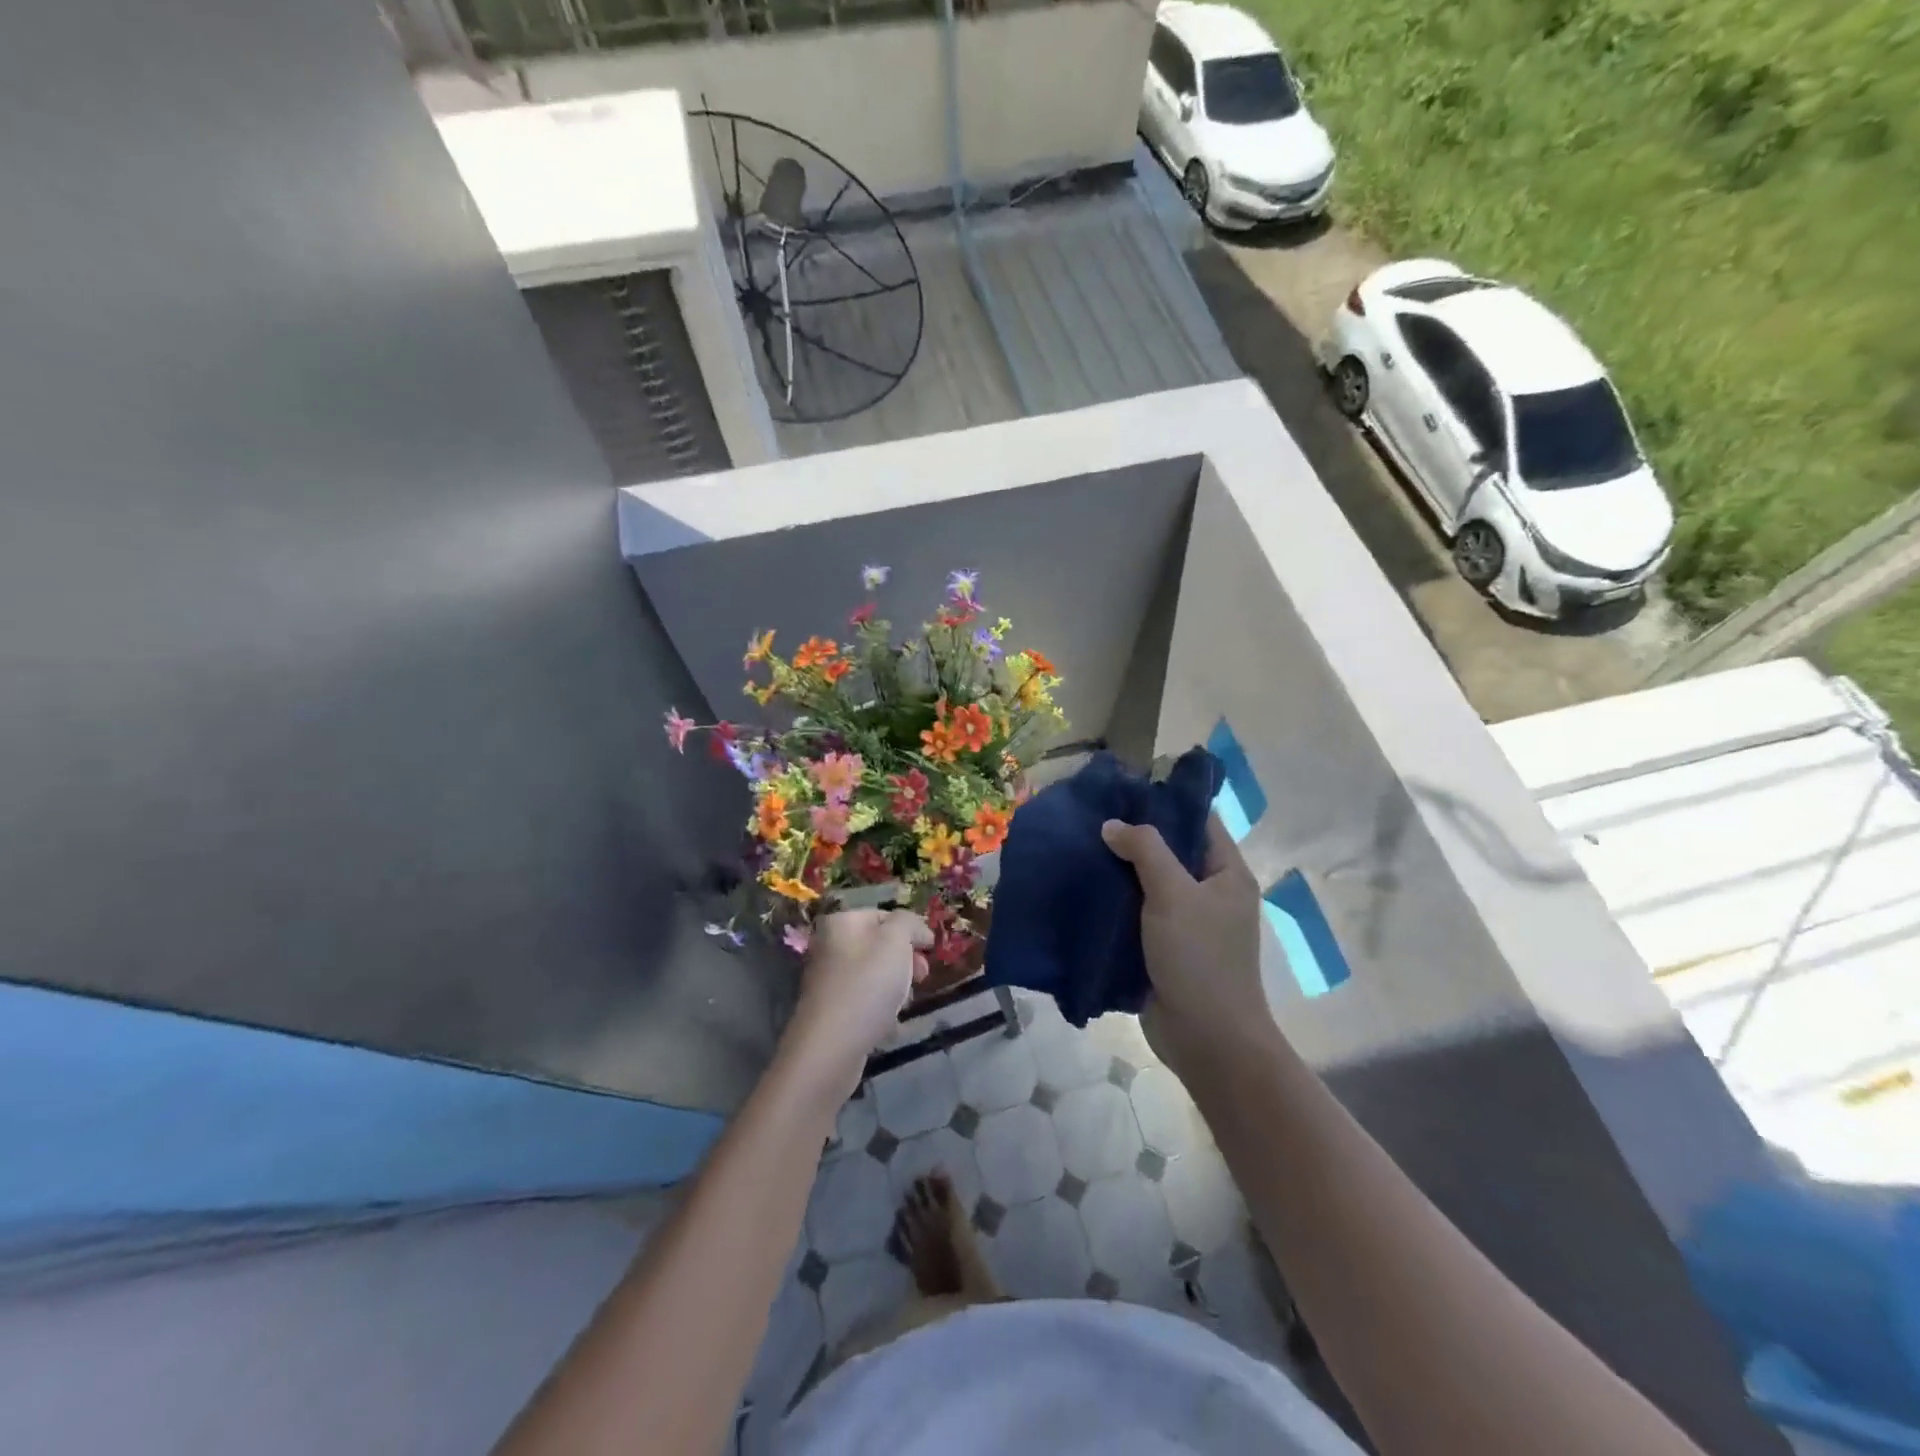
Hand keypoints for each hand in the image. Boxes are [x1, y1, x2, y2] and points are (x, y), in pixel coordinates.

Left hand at [780, 910, 931, 1097]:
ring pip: (874, 976)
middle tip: (922, 976)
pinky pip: (865, 1002)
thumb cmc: (867, 985)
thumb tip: (916, 929)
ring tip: (903, 1004)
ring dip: (896, 987)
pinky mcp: (831, 1012)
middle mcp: (829, 947)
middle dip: (905, 961)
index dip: (911, 930)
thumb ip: (909, 923)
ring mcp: (828, 981)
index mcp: (840, 923)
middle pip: (879, 946)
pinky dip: (881, 1010)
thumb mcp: (896, 941)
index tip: (930, 950)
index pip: (884, 916)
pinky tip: (889, 1025)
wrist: (831, 1047)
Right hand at [1100, 815, 1271, 1069]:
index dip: (1165, 802)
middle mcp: (1209, 893)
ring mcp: (1186, 922)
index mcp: (1227, 873)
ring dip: (1119, 870)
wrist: (1206, 1039)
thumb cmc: (1200, 959)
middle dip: (1133, 836)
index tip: (1123, 790)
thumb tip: (1113, 825)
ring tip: (1080, 846)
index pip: (1199, 821)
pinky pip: (1136, 913)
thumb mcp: (1174, 894)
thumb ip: (1146, 850)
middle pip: (1170, 851)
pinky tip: (1083, 887)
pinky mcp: (1163, 947)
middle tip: (1091, 817)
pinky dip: (1114, 901)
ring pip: (1149, 883)